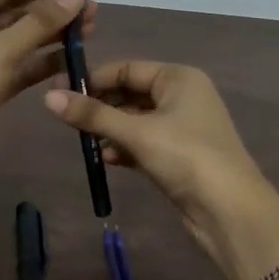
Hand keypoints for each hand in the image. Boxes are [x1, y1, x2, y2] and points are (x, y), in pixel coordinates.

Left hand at [0, 0, 95, 191]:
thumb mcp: (1, 49)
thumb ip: (41, 22)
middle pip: (17, 10)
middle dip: (54, 8)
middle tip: (93, 9)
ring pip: (23, 38)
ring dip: (54, 33)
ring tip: (91, 29)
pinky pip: (23, 65)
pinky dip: (46, 60)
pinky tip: (73, 56)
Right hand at [43, 61, 278, 279]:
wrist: (230, 211)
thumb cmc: (186, 157)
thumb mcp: (137, 133)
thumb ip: (93, 114)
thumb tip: (48, 96)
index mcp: (179, 78)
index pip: (127, 68)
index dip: (93, 79)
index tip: (59, 92)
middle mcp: (183, 96)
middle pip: (131, 93)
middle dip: (101, 106)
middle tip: (66, 118)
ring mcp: (183, 127)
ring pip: (136, 119)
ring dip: (111, 129)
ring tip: (84, 142)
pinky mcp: (180, 154)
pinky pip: (145, 141)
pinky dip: (125, 147)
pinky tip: (106, 158)